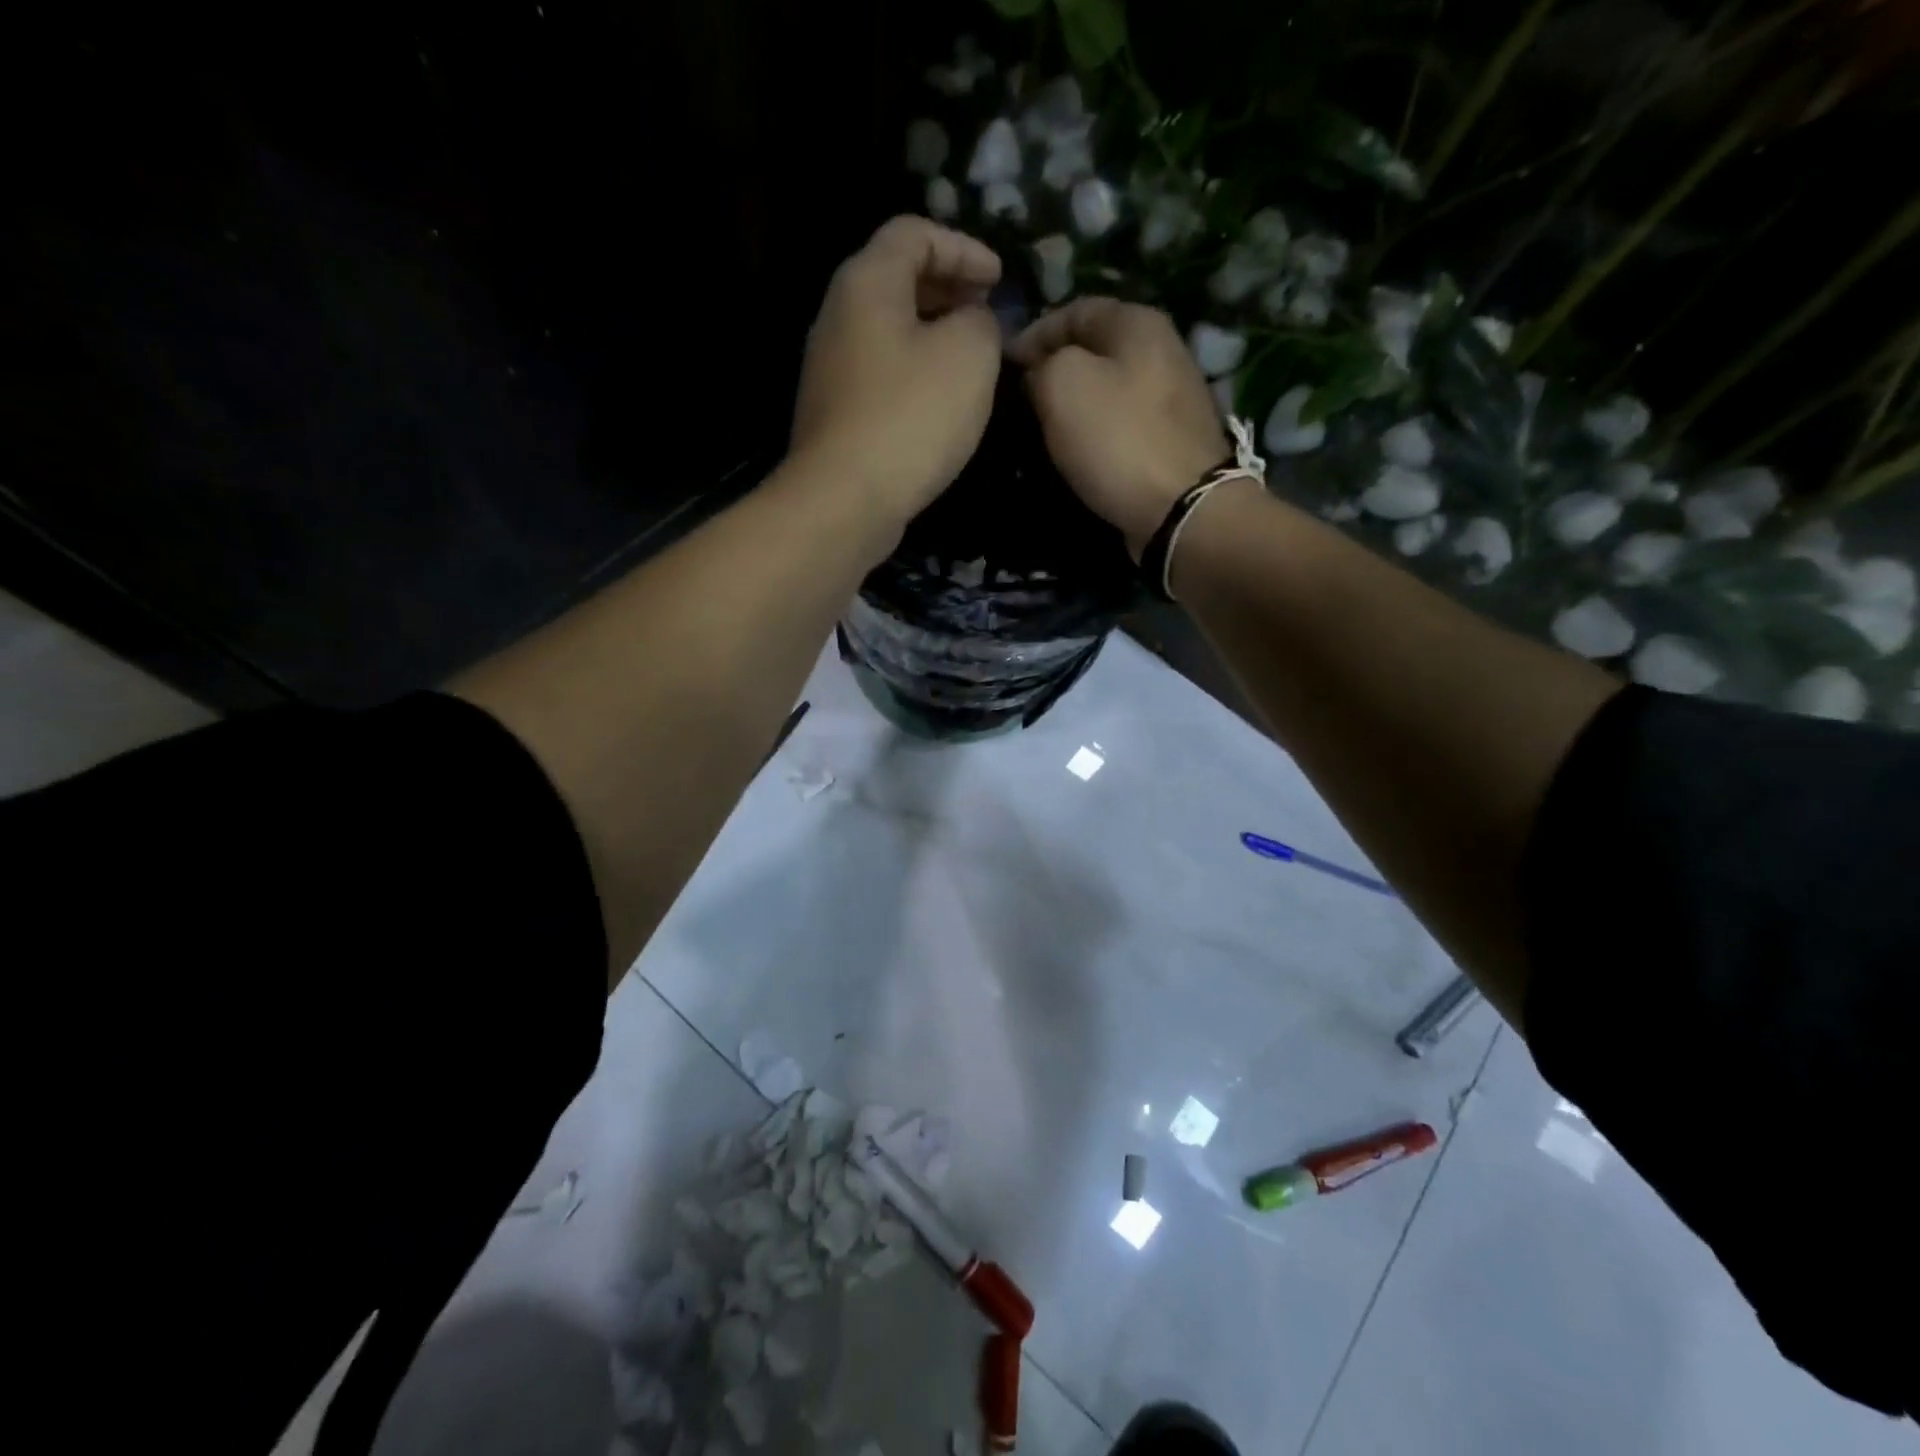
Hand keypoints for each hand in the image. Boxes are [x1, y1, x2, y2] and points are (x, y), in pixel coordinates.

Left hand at [790, 216, 1003, 524]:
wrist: (845, 499)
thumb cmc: (911, 417)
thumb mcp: (969, 354)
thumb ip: (981, 321)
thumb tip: (971, 322)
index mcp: (866, 283)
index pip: (914, 233)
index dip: (963, 248)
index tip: (999, 279)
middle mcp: (838, 316)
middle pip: (895, 279)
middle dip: (947, 288)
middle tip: (987, 312)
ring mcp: (831, 369)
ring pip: (888, 330)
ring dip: (932, 333)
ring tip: (971, 357)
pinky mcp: (836, 413)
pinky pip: (881, 373)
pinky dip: (915, 371)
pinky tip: (940, 401)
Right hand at [1010, 298, 1228, 559]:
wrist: (1180, 509)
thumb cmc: (1117, 439)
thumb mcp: (1062, 384)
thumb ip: (1042, 364)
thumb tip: (1038, 372)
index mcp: (1137, 322)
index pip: (1073, 310)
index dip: (1032, 334)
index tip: (1003, 368)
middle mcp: (1161, 349)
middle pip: (1094, 349)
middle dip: (1053, 370)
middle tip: (1018, 400)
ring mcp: (1170, 397)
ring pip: (1107, 388)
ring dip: (1073, 405)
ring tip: (1040, 428)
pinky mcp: (1170, 440)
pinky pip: (1121, 424)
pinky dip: (1095, 433)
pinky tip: (1076, 451)